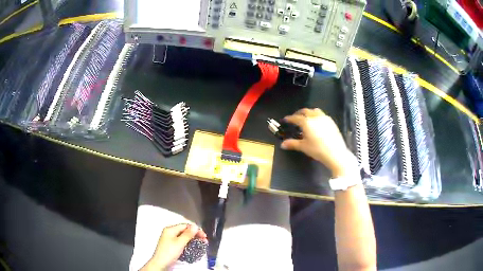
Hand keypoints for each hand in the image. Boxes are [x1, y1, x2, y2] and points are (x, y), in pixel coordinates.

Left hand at [142, 224, 206, 270]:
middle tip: (204, 240)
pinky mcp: (172, 247)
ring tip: (200, 244)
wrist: (161, 264)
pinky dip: (188, 245)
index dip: (195, 230)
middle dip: (195, 235)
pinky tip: (192, 248)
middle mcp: (170, 233)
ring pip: (184, 238)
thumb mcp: (180, 243)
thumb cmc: (168, 253)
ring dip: (192, 240)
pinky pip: (182, 243)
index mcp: (170, 229)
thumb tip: (195, 226)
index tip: (204, 236)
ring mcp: (170, 240)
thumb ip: (188, 234)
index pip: (185, 226)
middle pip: (185, 231)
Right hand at [281, 108, 354, 176]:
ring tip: (307, 118)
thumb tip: (282, 145)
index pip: (296, 118)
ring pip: (315, 111)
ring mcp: (324, 118)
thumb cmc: (317, 150)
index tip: (286, 119)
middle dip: (299, 113)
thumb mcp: (303, 147)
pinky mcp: (331, 122)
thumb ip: (292, 144)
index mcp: (306, 122)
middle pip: (305, 111)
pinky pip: (323, 115)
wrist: (335, 153)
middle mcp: (315, 117)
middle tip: (295, 118)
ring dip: (309, 112)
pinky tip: (317, 123)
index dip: (290, 118)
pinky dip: (317, 116)